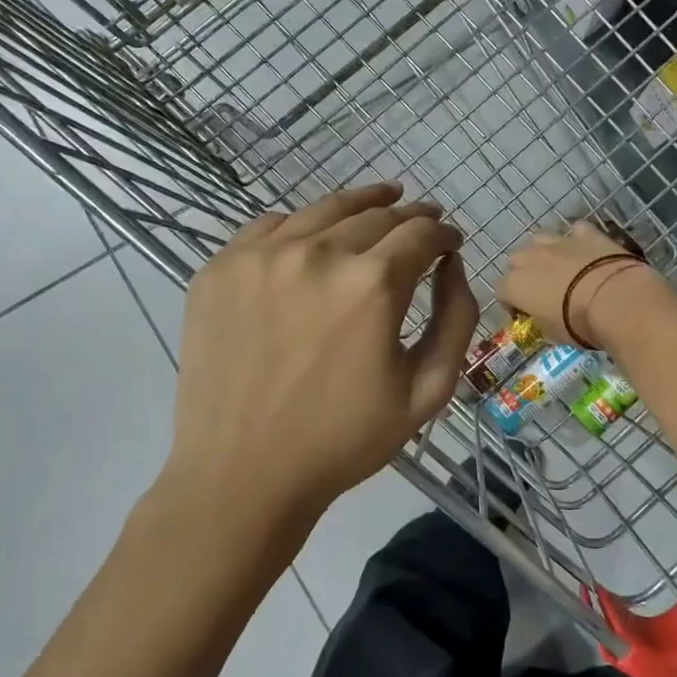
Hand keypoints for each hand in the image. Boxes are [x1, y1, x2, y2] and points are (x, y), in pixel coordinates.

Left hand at [164, 182, 477, 527]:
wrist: (242, 475)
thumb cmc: (344, 440)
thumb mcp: (427, 391)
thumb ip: (455, 318)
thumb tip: (452, 265)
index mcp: (373, 284)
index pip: (422, 233)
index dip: (444, 234)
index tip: (450, 242)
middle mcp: (318, 253)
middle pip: (377, 214)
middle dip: (410, 217)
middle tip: (423, 224)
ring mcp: (261, 256)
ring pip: (324, 209)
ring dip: (361, 205)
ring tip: (381, 201)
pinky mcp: (220, 268)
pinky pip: (271, 225)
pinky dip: (304, 224)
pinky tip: (315, 237)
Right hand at [497, 220, 669, 349]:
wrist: (614, 299)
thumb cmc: (577, 323)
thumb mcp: (553, 334)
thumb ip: (542, 322)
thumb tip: (544, 319)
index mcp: (515, 285)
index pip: (501, 292)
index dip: (511, 303)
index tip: (524, 313)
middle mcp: (530, 258)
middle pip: (516, 261)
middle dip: (524, 273)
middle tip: (541, 289)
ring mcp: (557, 241)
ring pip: (540, 239)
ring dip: (544, 252)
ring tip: (559, 267)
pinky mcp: (585, 233)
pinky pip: (575, 231)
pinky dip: (578, 239)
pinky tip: (586, 251)